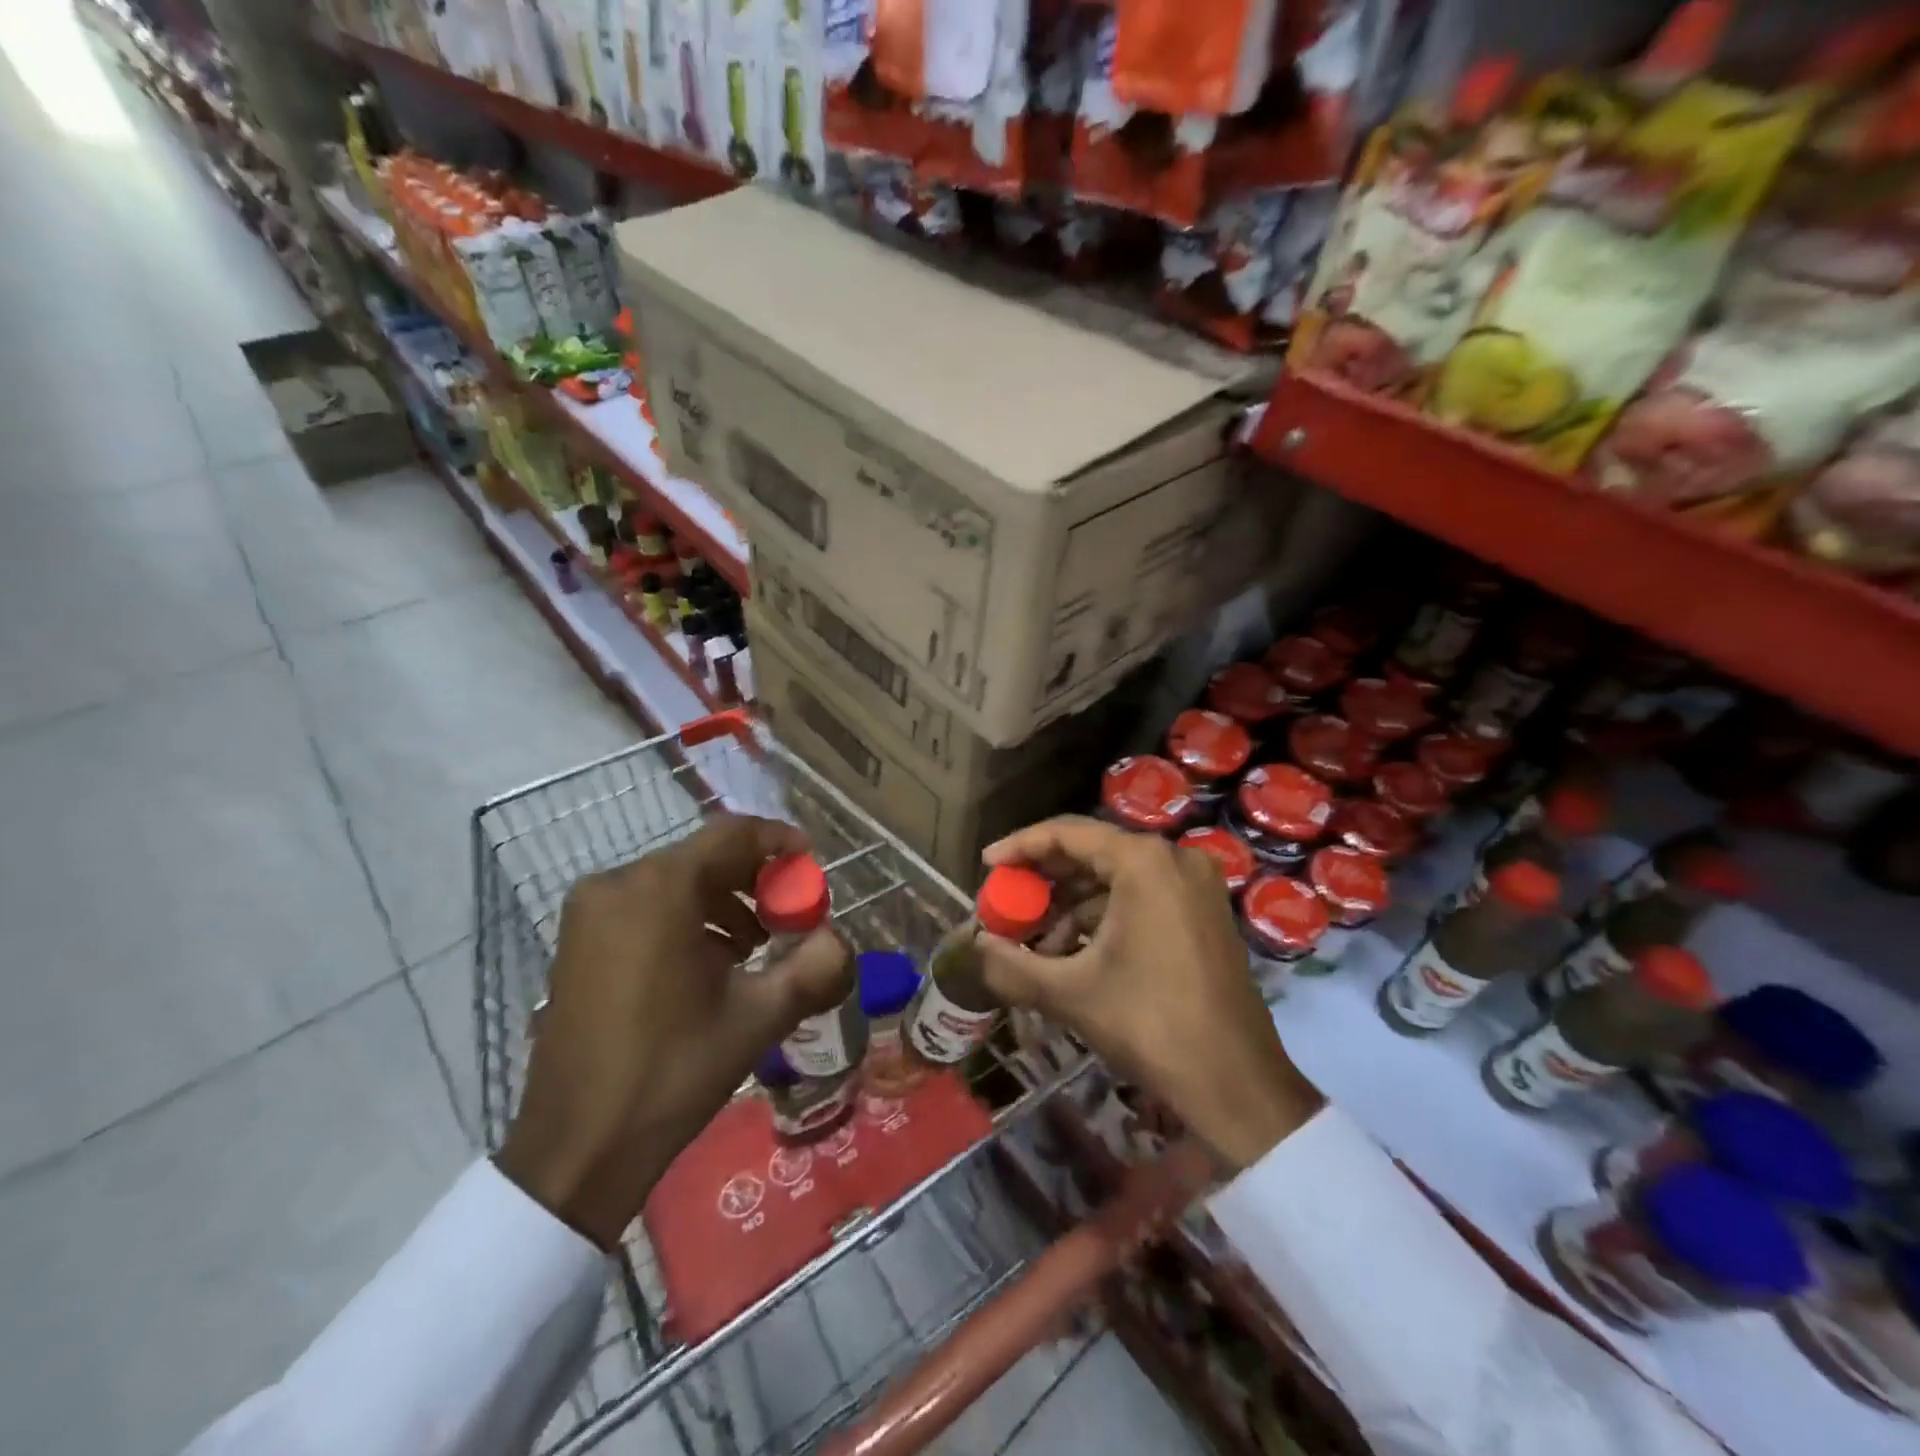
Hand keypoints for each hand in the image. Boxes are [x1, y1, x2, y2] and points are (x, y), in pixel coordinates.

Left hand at [496, 814, 852, 1247]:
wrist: (577, 1149)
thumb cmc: (672, 1073)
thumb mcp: (758, 1018)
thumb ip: (814, 967)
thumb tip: (839, 939)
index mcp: (660, 888)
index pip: (732, 834)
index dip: (779, 841)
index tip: (811, 864)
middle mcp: (617, 883)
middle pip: (703, 857)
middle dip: (754, 879)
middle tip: (789, 916)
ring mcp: (589, 912)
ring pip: (674, 881)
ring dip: (722, 901)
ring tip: (754, 946)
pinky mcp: (576, 940)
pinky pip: (645, 905)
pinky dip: (686, 918)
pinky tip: (709, 962)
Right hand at [977, 816, 1320, 1171]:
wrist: (1236, 1084)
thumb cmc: (1150, 1024)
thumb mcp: (1070, 993)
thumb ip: (1011, 966)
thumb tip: (972, 951)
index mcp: (1144, 862)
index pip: (1068, 833)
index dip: (1020, 846)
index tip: (987, 866)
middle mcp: (1174, 859)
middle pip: (1093, 851)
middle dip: (1044, 879)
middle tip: (1007, 901)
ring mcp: (1196, 886)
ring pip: (1117, 878)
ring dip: (1072, 904)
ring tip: (1035, 940)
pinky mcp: (1205, 913)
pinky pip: (1142, 897)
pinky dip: (1104, 917)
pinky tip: (1074, 951)